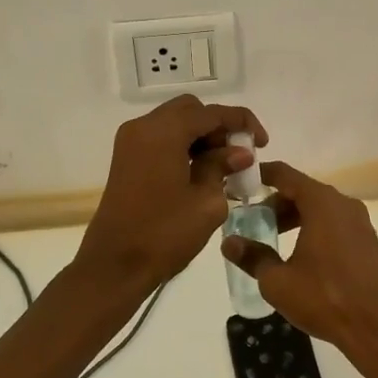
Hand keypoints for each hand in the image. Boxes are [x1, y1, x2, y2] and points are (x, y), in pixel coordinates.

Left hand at [75, 95, 266, 296]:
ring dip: (201, 136)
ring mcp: (131, 141)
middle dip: (219, 127)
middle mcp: (144, 127)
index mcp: (164, 131)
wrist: (114, 266)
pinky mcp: (126, 158)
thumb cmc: (164, 234)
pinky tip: (201, 170)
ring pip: (175, 122)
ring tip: (224, 165)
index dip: (242, 122)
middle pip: (191, 111)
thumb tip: (240, 152)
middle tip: (239, 153)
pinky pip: (161, 138)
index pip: (212, 113)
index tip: (263, 142)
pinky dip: (183, 145)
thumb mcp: (207, 201)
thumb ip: (223, 167)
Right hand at [221, 161, 377, 357]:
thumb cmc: (324, 297)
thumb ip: (252, 256)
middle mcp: (342, 203)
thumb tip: (228, 242)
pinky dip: (313, 226)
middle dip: (275, 202)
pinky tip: (299, 253)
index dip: (260, 175)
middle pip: (302, 190)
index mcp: (321, 203)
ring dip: (294, 216)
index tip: (239, 182)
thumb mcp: (278, 281)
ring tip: (272, 238)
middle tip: (252, 220)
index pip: (285, 174)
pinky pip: (333, 222)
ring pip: (319, 207)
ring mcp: (358, 221)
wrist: (377, 327)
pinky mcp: (366, 240)